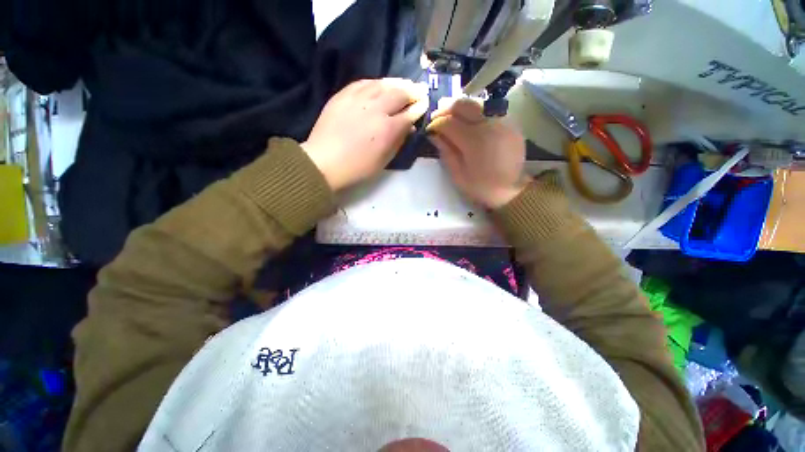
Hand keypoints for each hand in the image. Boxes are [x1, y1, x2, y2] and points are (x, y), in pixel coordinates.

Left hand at [301, 78, 428, 190]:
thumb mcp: (384, 160)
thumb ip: (399, 141)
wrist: (324, 162)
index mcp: (387, 129)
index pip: (409, 113)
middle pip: (398, 93)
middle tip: (419, 90)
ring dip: (396, 83)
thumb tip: (410, 126)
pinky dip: (376, 82)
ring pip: (382, 84)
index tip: (425, 103)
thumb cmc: (358, 168)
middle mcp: (376, 109)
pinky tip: (380, 84)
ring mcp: (358, 99)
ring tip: (404, 84)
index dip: (419, 108)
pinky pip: (363, 82)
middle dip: (412, 91)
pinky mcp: (343, 95)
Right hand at [427, 98, 528, 208]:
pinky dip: (476, 111)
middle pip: (463, 104)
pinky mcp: (511, 123)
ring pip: (477, 103)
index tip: (429, 130)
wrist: (511, 191)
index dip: (436, 124)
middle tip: (437, 117)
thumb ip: (446, 152)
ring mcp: (503, 121)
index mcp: (474, 140)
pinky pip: (490, 109)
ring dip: (461, 108)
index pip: (449, 122)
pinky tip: (470, 121)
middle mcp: (489, 124)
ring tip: (452, 117)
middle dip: (446, 109)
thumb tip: (433, 135)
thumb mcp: (458, 175)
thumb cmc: (481, 187)